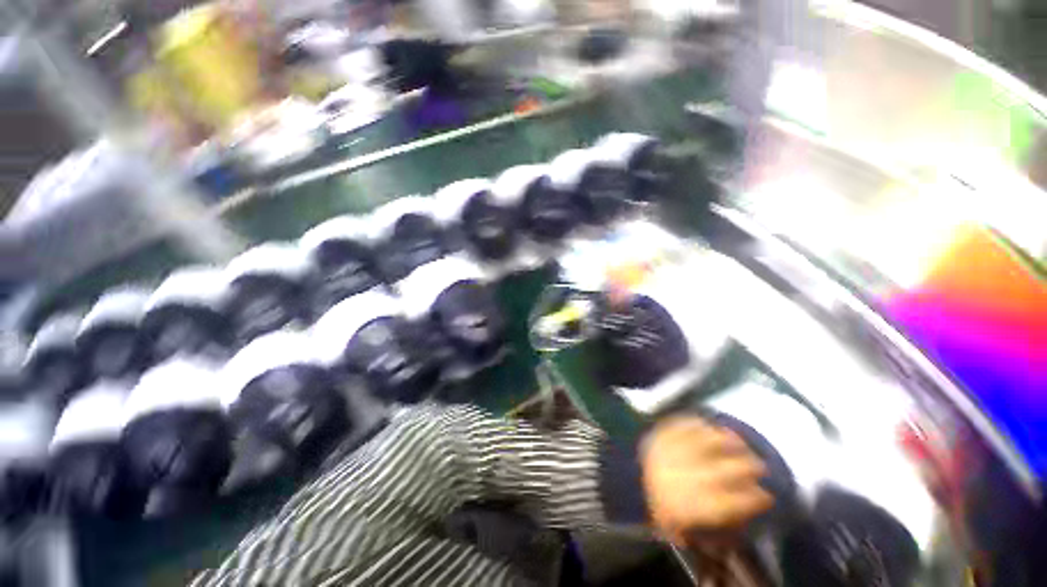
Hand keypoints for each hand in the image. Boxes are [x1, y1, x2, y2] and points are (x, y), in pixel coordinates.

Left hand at [641, 417, 772, 546]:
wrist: (623, 480)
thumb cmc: (651, 508)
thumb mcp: (678, 530)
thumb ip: (705, 532)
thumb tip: (730, 536)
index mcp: (694, 505)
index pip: (733, 502)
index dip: (755, 498)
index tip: (767, 496)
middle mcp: (689, 475)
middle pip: (727, 469)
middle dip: (749, 466)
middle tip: (760, 464)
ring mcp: (675, 450)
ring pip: (708, 442)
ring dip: (728, 440)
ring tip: (741, 440)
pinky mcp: (663, 434)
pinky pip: (684, 425)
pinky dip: (699, 424)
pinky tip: (710, 424)